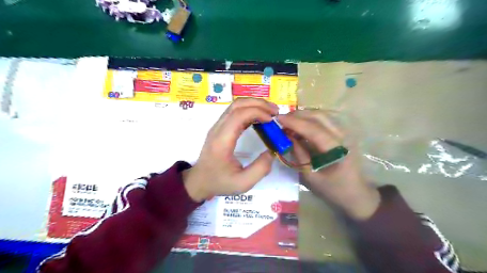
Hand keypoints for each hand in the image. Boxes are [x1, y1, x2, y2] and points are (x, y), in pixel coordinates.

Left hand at [183, 98, 277, 202]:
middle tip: (275, 111)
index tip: (272, 120)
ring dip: (254, 105)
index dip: (258, 112)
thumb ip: (260, 169)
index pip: (239, 115)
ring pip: (236, 105)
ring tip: (270, 113)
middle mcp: (218, 128)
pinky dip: (249, 111)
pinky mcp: (220, 128)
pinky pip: (235, 112)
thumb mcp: (242, 183)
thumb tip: (272, 152)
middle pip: (237, 104)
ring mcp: (218, 126)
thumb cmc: (219, 182)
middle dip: (259, 103)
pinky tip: (260, 119)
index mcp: (222, 140)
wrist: (199, 181)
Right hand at [278, 110, 379, 218]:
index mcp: (337, 149)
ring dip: (304, 115)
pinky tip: (300, 125)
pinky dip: (310, 119)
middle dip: (298, 115)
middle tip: (281, 120)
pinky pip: (324, 121)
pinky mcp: (342, 134)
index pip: (313, 129)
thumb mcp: (311, 177)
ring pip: (322, 116)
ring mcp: (344, 133)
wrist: (357, 194)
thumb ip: (299, 155)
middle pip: (319, 116)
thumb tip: (286, 138)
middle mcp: (343, 136)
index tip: (278, 119)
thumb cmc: (334, 190)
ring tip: (288, 121)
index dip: (294, 123)